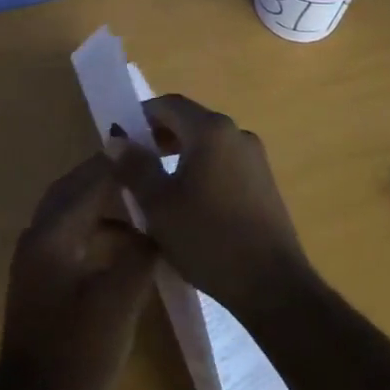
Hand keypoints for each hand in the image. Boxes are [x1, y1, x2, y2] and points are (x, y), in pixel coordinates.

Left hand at [0, 153, 157, 389]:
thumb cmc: (76, 356)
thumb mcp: (119, 302)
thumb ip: (139, 254)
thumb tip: (158, 225)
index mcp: (52, 234)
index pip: (89, 180)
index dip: (121, 163)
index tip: (153, 149)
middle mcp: (38, 236)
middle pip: (74, 189)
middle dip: (109, 175)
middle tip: (147, 169)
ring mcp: (36, 260)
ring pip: (71, 213)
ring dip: (104, 203)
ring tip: (144, 204)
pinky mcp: (41, 281)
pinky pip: (71, 236)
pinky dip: (97, 230)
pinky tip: (126, 247)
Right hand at [108, 94, 311, 317]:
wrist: (273, 285)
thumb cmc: (208, 238)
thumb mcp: (159, 205)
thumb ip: (135, 167)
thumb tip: (116, 139)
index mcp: (210, 130)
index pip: (169, 104)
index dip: (140, 115)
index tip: (120, 139)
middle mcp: (236, 133)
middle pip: (190, 121)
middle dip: (159, 136)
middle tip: (134, 163)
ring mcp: (255, 158)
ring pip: (208, 143)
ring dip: (180, 154)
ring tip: (158, 185)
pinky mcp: (265, 182)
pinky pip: (225, 162)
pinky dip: (202, 169)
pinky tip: (191, 202)